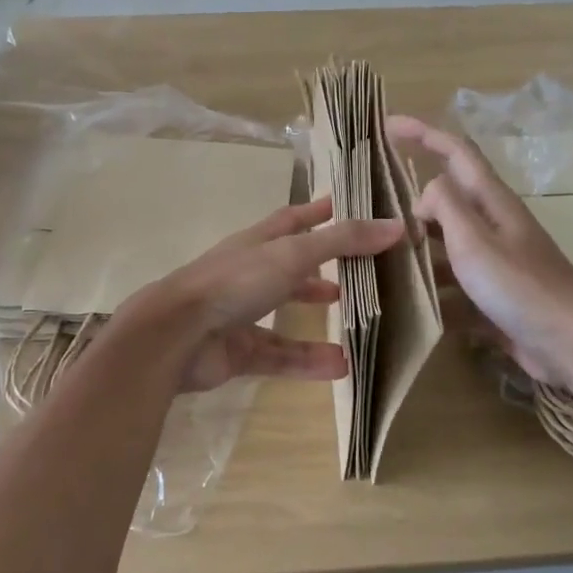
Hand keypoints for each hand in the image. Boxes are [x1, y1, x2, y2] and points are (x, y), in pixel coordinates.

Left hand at [120, 198, 403, 393]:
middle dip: (323, 268)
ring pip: (288, 314)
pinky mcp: (239, 352)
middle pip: (292, 267)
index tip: (346, 206)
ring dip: (320, 316)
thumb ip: (342, 242)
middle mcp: (249, 274)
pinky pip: (281, 355)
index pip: (293, 220)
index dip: (319, 212)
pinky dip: (308, 360)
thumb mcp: (292, 254)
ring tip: (361, 321)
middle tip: (363, 272)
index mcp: (257, 243)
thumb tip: (396, 226)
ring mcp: (241, 314)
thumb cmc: (234, 282)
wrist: (176, 336)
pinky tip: (342, 366)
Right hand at [386, 116, 572, 382]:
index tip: (388, 127)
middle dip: (413, 202)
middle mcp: (495, 226)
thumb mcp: (475, 241)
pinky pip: (455, 285)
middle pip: (449, 201)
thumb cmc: (521, 287)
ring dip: (417, 250)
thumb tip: (426, 191)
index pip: (456, 153)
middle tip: (374, 216)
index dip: (424, 134)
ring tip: (379, 261)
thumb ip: (446, 206)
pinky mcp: (495, 297)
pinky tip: (408, 308)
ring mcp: (497, 263)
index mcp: (493, 203)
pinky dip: (433, 292)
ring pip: (447, 246)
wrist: (571, 346)